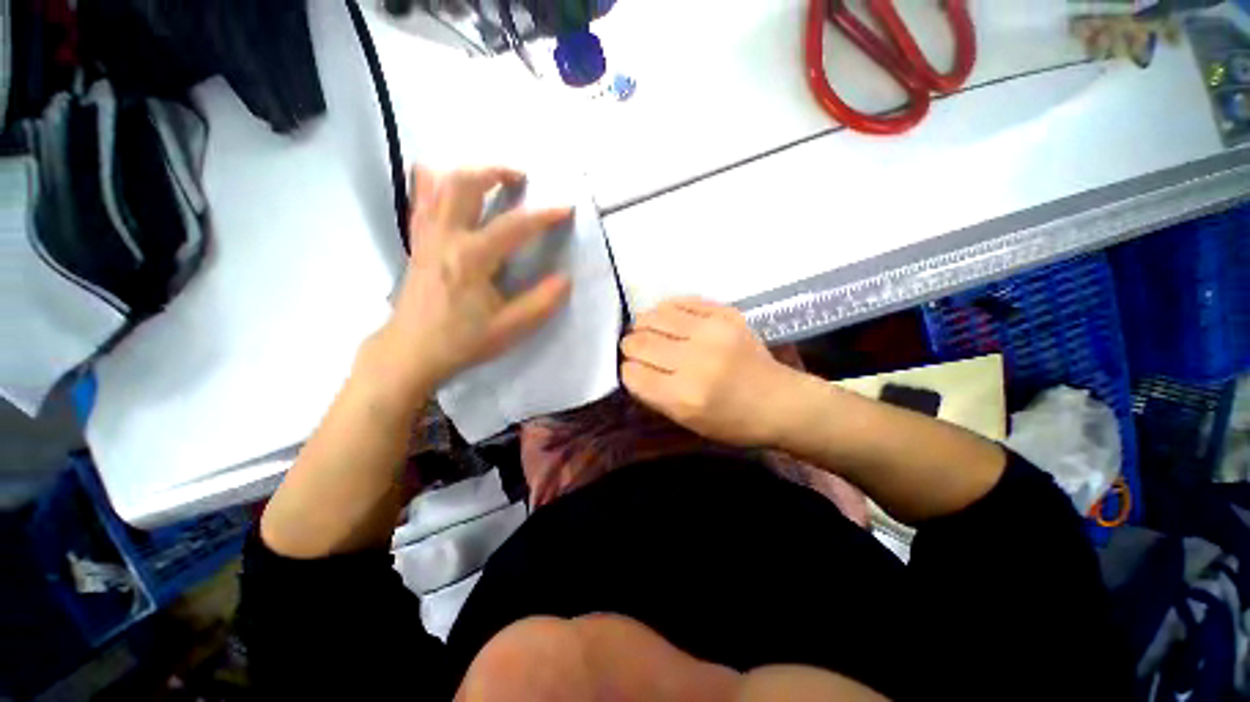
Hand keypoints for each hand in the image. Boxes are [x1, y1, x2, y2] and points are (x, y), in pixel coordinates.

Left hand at [380, 166, 572, 389]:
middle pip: (465, 184)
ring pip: (438, 185)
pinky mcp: (417, 242)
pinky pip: (421, 200)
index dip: (544, 215)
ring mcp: (426, 236)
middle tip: (520, 176)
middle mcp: (446, 237)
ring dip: (467, 172)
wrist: (411, 351)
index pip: (514, 226)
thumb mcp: (510, 328)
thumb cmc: (462, 340)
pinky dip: (433, 183)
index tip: (566, 208)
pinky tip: (444, 181)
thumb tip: (565, 279)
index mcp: (472, 258)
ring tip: (490, 175)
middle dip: (495, 171)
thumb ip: (541, 302)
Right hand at [620, 298, 796, 446]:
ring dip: (643, 325)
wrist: (780, 401)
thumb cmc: (733, 421)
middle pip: (638, 343)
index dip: (628, 372)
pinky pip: (679, 301)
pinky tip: (668, 320)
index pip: (632, 374)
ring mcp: (711, 332)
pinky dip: (666, 311)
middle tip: (637, 350)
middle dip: (630, 347)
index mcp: (684, 396)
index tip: (634, 371)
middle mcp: (695, 361)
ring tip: (649, 332)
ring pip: (653, 317)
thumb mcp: (687, 422)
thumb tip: (631, 367)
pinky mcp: (725, 314)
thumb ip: (655, 395)